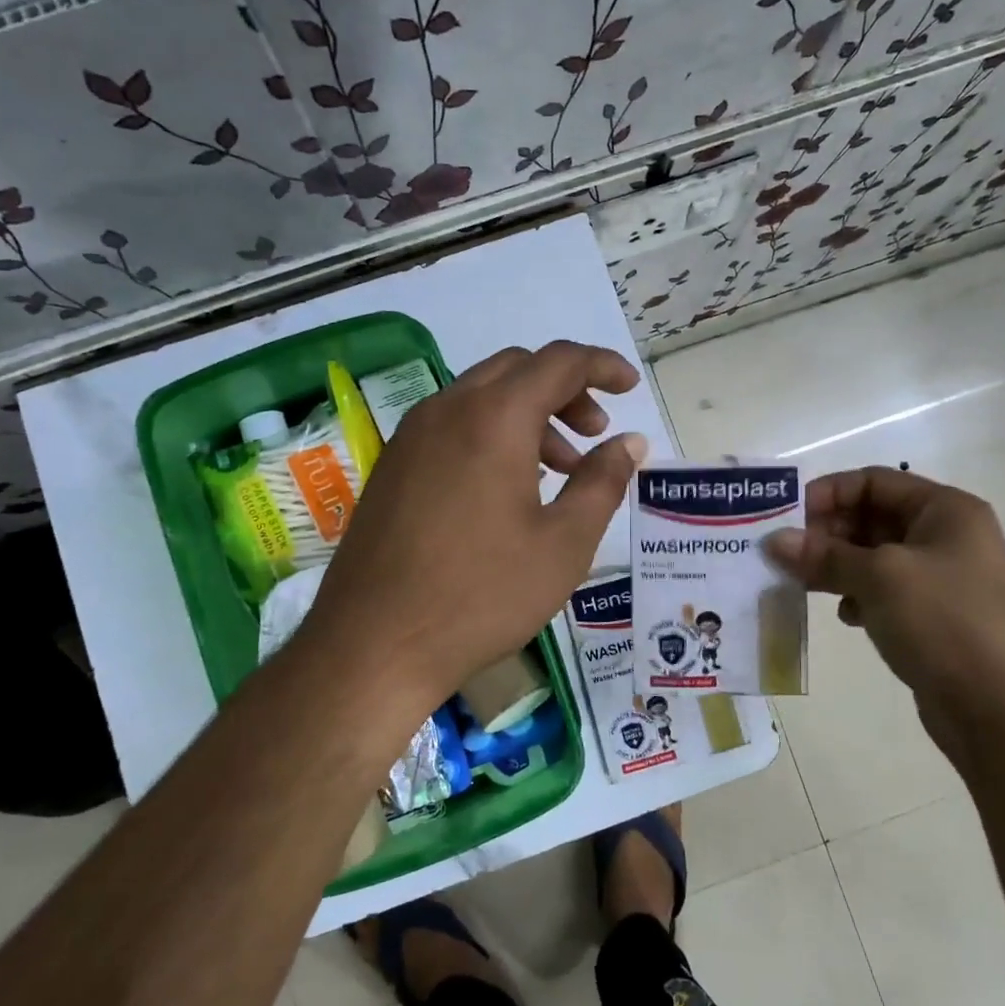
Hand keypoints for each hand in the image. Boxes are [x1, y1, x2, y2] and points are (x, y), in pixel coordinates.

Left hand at [297, 341, 646, 751]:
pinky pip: (452, 426)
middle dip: (565, 390)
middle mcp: (447, 410)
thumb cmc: (482, 594)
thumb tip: (629, 442)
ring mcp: (410, 437)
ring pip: (481, 397)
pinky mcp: (392, 467)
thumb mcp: (564, 543)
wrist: (374, 644)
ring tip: (558, 471)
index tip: (630, 387)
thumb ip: (603, 482)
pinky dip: (491, 435)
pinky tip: (506, 490)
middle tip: (594, 432)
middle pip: (517, 370)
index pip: (559, 362)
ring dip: (528, 415)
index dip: (602, 366)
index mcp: (494, 418)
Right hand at [764, 467, 1004, 763]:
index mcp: (945, 510)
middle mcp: (945, 537)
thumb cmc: (945, 621)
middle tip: (785, 555)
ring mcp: (940, 580)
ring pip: (872, 558)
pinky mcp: (931, 618)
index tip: (785, 518)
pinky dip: (856, 596)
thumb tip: (774, 540)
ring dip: (834, 566)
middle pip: (871, 517)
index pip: (874, 481)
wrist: (1004, 709)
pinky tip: (845, 616)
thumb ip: (824, 555)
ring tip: (800, 584)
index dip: (828, 493)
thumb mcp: (880, 577)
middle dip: (826, 533)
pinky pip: (882, 593)